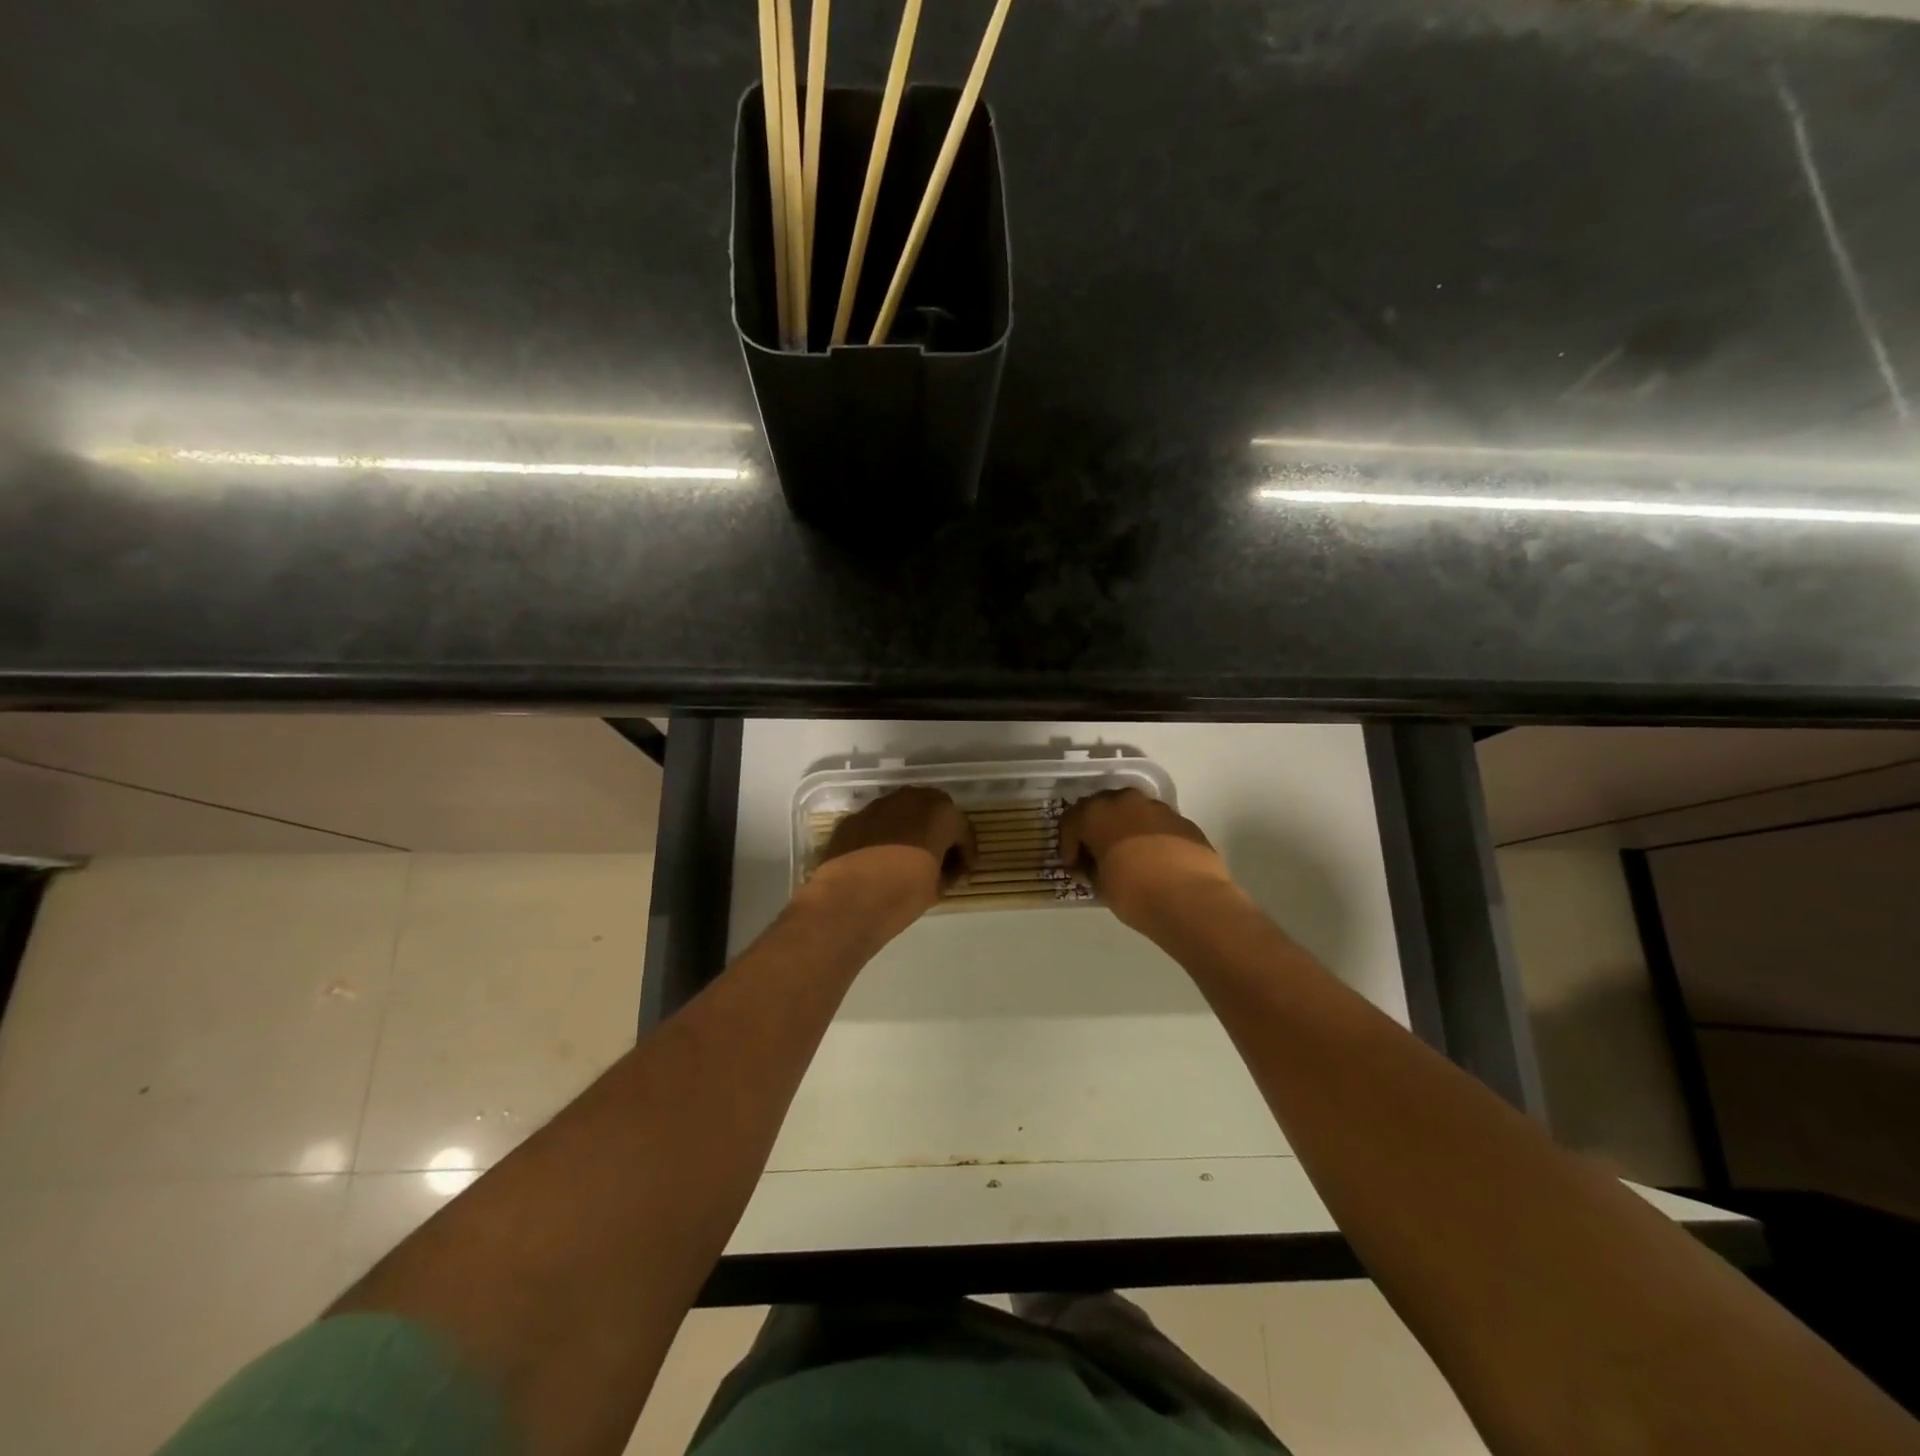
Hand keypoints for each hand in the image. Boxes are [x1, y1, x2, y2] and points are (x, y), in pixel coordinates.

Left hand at [811, 785, 976, 921]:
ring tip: (907, 855)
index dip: (966, 854)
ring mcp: (878, 805)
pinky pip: (877, 823)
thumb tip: (944, 871)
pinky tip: (879, 858)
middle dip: (938, 830)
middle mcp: (911, 799)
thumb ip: (946, 872)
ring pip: (903, 811)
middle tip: (937, 857)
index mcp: (941, 813)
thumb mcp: (936, 888)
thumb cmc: (903, 893)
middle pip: (933, 810)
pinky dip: (883, 835)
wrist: (849, 898)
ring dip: (909, 828)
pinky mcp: (853, 818)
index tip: (962, 874)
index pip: (963, 831)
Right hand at [1059, 788, 1234, 930]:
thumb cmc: (1133, 892)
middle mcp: (1125, 801)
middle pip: (1102, 808)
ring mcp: (1157, 807)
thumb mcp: (1100, 885)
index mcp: (1096, 813)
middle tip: (1097, 856)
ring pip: (1132, 812)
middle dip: (1096, 830)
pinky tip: (1155, 861)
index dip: (1069, 846)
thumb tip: (1097, 864)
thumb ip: (1093, 867)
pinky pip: (1157, 824)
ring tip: (1129, 857)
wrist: (1190, 899)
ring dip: (1125, 830)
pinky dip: (1150, 837)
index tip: (1074, 867)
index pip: (1071, 822)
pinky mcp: (1183, 820)